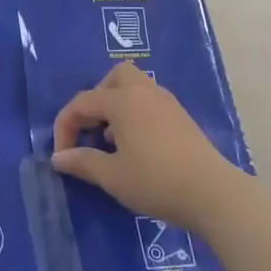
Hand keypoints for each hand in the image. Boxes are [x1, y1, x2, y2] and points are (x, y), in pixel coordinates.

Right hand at [50, 62, 250, 227]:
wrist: (211, 193)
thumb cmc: (155, 181)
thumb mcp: (112, 176)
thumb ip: (82, 162)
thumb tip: (59, 157)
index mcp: (123, 100)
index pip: (82, 102)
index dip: (65, 126)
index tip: (62, 155)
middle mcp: (145, 92)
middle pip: (114, 77)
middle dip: (96, 100)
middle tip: (90, 130)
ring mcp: (167, 102)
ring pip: (135, 87)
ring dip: (116, 106)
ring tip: (111, 142)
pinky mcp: (181, 117)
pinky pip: (149, 102)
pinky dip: (135, 114)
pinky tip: (135, 146)